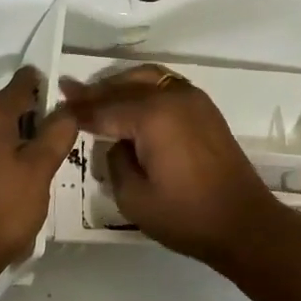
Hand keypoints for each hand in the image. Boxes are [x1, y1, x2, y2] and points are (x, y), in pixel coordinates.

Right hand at [58, 66, 285, 264]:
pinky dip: (143, 87)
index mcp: (153, 116)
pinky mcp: (204, 108)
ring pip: (147, 78)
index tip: (57, 105)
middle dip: (96, 91)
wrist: (243, 223)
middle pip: (124, 86)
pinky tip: (131, 100)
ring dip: (120, 84)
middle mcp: (172, 97)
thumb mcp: (134, 198)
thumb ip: (115, 162)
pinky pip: (165, 85)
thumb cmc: (186, 216)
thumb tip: (117, 143)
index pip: (105, 109)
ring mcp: (192, 98)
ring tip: (97, 94)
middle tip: (70, 91)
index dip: (79, 111)